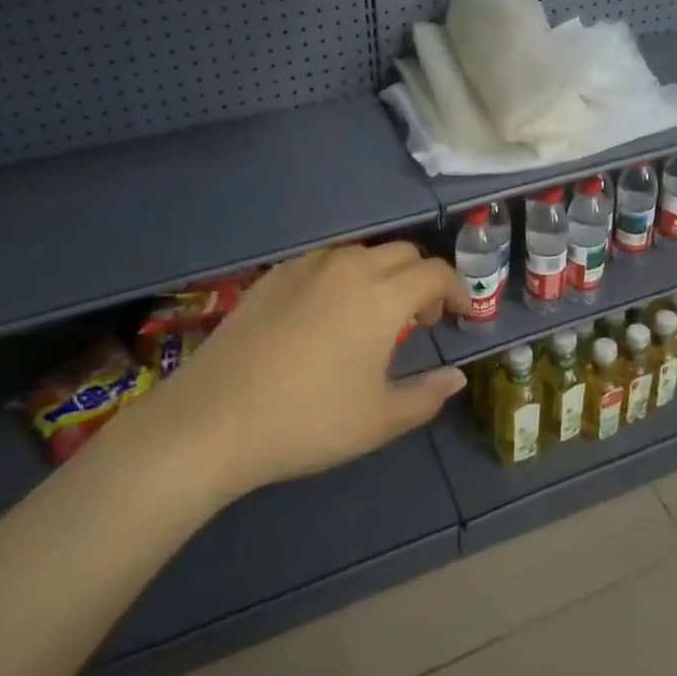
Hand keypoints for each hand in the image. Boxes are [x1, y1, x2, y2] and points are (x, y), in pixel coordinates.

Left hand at [141, 244, 468, 503]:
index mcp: (382, 296)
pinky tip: (326, 317)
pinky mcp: (273, 277)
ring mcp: (306, 267)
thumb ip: (427, 396)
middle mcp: (349, 268)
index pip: (435, 273)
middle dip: (422, 279)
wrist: (213, 420)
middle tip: (419, 321)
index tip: (463, 315)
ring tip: (374, 318)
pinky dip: (343, 279)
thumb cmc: (308, 421)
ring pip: (361, 254)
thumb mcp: (379, 420)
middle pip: (402, 254)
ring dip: (383, 276)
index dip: (457, 290)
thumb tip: (456, 378)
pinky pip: (323, 264)